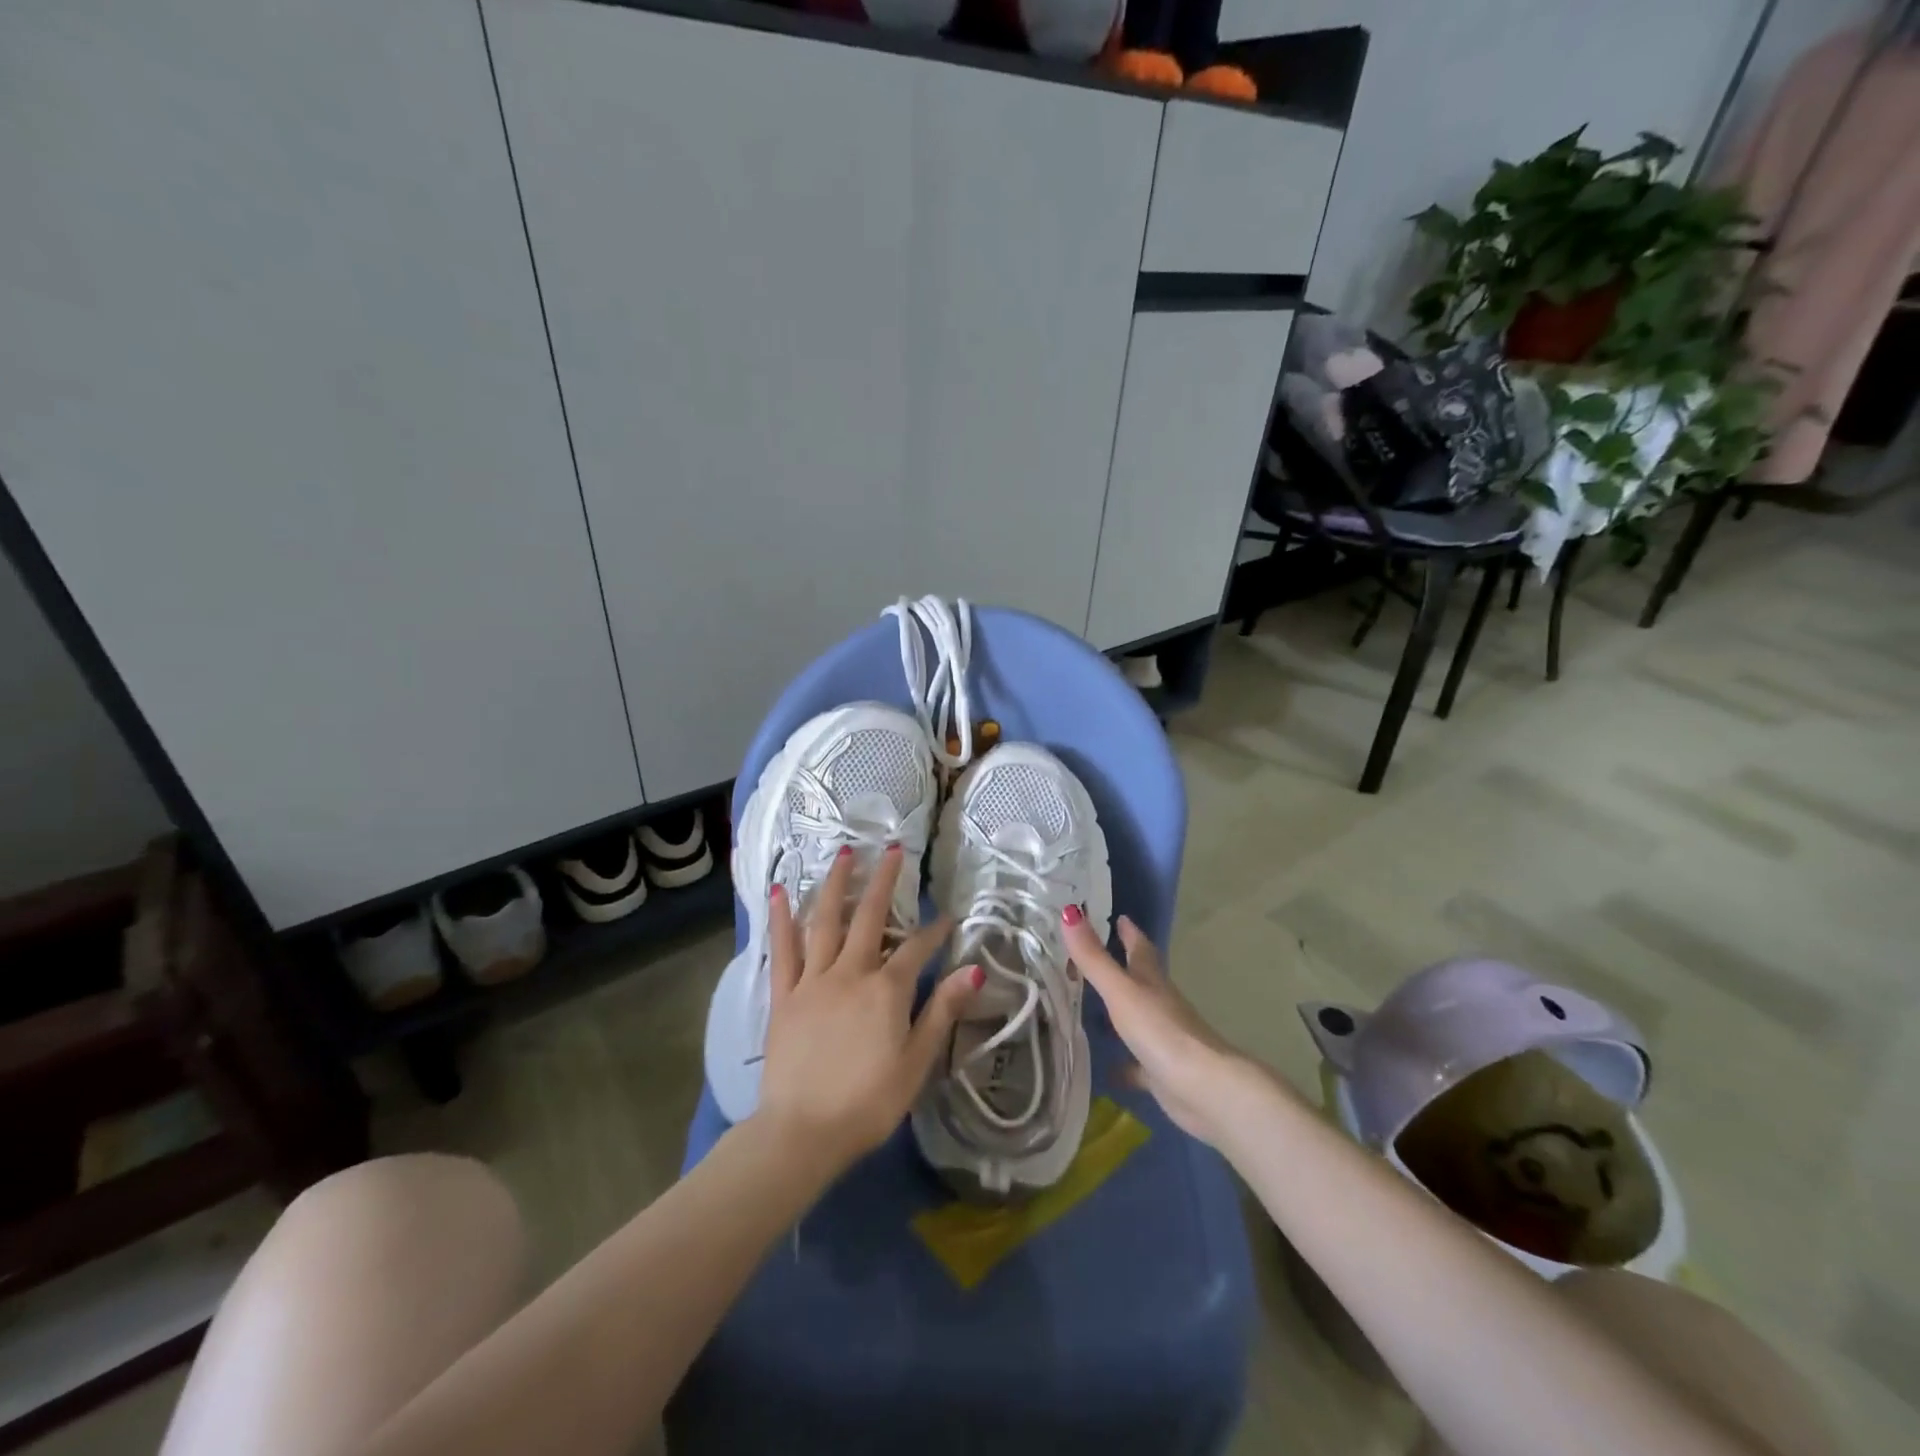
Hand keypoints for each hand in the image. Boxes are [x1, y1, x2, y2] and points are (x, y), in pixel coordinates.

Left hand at [757, 844, 978, 1173]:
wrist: (801, 1133)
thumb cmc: (868, 1103)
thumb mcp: (917, 1062)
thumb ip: (943, 1011)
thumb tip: (975, 970)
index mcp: (886, 990)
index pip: (917, 949)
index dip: (934, 931)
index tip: (947, 916)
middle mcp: (850, 973)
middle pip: (870, 917)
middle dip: (885, 881)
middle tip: (893, 848)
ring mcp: (813, 980)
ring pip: (826, 922)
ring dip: (837, 885)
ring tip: (844, 853)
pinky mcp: (784, 996)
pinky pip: (782, 950)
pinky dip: (782, 918)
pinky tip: (781, 891)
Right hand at [1061, 909, 1270, 1149]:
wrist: (1204, 1089)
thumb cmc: (1161, 1031)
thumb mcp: (1121, 991)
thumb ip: (1093, 957)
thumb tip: (1069, 911)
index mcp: (1151, 980)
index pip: (1139, 947)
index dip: (1129, 931)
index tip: (1118, 916)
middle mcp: (1158, 1004)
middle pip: (1139, 979)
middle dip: (1121, 965)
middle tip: (1092, 956)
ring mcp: (1161, 1038)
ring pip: (1136, 1018)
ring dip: (1118, 1012)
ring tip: (1088, 1006)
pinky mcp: (1160, 1071)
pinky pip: (1136, 1063)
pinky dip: (1123, 1062)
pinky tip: (1104, 1068)